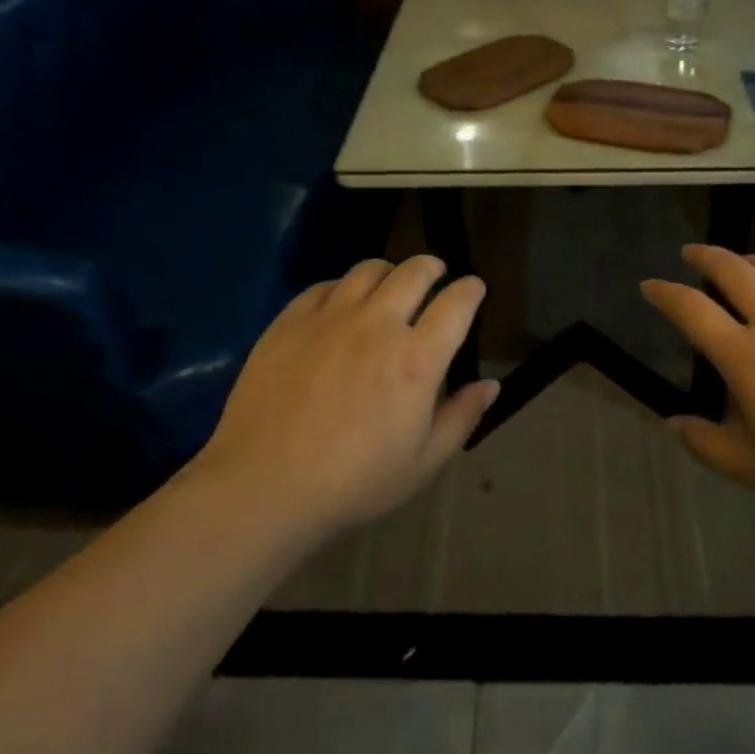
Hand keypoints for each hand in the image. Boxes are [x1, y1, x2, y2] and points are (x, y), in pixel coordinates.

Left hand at [192, 257, 497, 536]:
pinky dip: (343, 287)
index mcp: (417, 359)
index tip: (474, 288)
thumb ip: (461, 418)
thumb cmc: (353, 482)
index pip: (456, 303)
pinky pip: (324, 285)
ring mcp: (330, 318)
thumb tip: (490, 385)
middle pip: (414, 272)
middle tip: (436, 274)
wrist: (263, 486)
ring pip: (369, 269)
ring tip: (390, 284)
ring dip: (389, 271)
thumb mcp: (422, 463)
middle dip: (433, 267)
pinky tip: (341, 304)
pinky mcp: (290, 321)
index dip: (471, 289)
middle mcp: (377, 325)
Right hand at [642, 245, 754, 517]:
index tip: (650, 285)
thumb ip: (706, 444)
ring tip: (741, 262)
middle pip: (732, 269)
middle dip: (705, 255)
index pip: (692, 309)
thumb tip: (671, 423)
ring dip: (750, 259)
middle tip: (691, 252)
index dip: (665, 293)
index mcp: (745, 355)